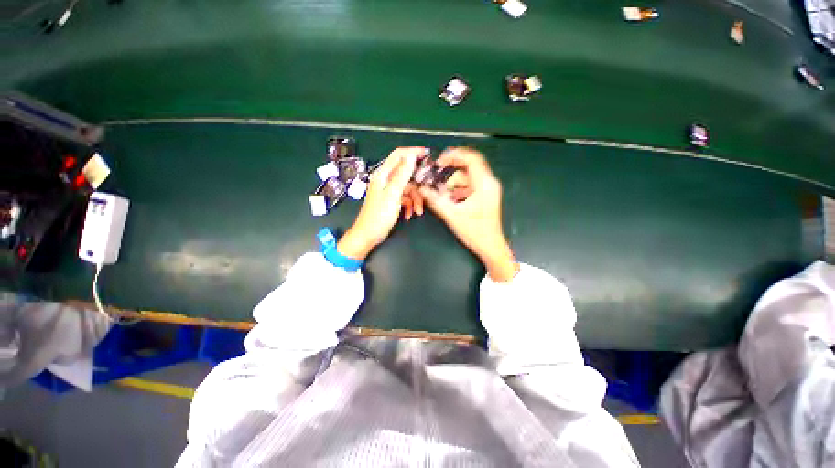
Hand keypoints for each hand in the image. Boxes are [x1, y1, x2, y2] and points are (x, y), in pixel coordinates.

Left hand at [337, 147, 422, 259]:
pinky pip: (405, 199)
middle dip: (417, 184)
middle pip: (406, 174)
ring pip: (408, 189)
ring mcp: (389, 191)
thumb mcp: (393, 194)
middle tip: (428, 188)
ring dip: (415, 200)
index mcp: (383, 175)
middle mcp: (386, 180)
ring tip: (418, 212)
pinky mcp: (391, 201)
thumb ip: (402, 175)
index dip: (413, 152)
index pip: (398, 155)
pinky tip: (409, 215)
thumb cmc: (379, 215)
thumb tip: (411, 156)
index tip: (427, 154)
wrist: (368, 235)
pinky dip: (409, 206)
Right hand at [419, 148, 518, 281]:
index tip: (439, 160)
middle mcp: (489, 182)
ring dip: (454, 183)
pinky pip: (470, 185)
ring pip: (468, 177)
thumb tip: (421, 188)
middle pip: (469, 166)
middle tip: (437, 174)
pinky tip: (451, 199)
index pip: (471, 159)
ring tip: (443, 194)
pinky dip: (459, 189)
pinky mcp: (485, 195)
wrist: (491, 247)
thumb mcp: (452, 215)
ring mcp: (488, 189)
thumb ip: (436, 200)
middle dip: (452, 169)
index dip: (455, 155)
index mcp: (484, 184)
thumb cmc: (475, 232)